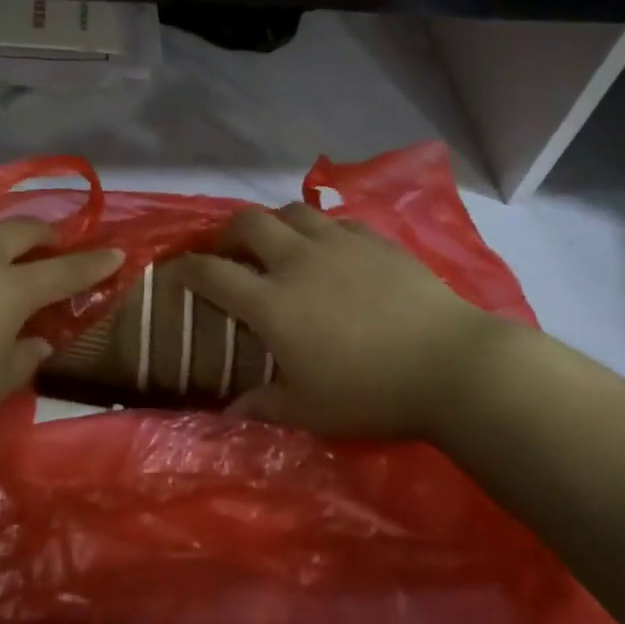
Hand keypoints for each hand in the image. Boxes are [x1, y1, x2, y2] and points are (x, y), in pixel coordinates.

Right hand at [180, 204, 527, 440]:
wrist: (448, 363)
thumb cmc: (371, 392)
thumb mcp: (310, 411)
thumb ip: (264, 406)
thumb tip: (229, 412)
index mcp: (272, 301)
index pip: (212, 273)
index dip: (186, 268)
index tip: (176, 270)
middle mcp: (297, 260)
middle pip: (248, 222)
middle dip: (229, 233)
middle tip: (231, 253)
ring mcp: (338, 243)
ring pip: (291, 211)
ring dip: (276, 224)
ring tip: (280, 246)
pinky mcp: (374, 238)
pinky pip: (335, 220)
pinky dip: (320, 230)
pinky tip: (331, 250)